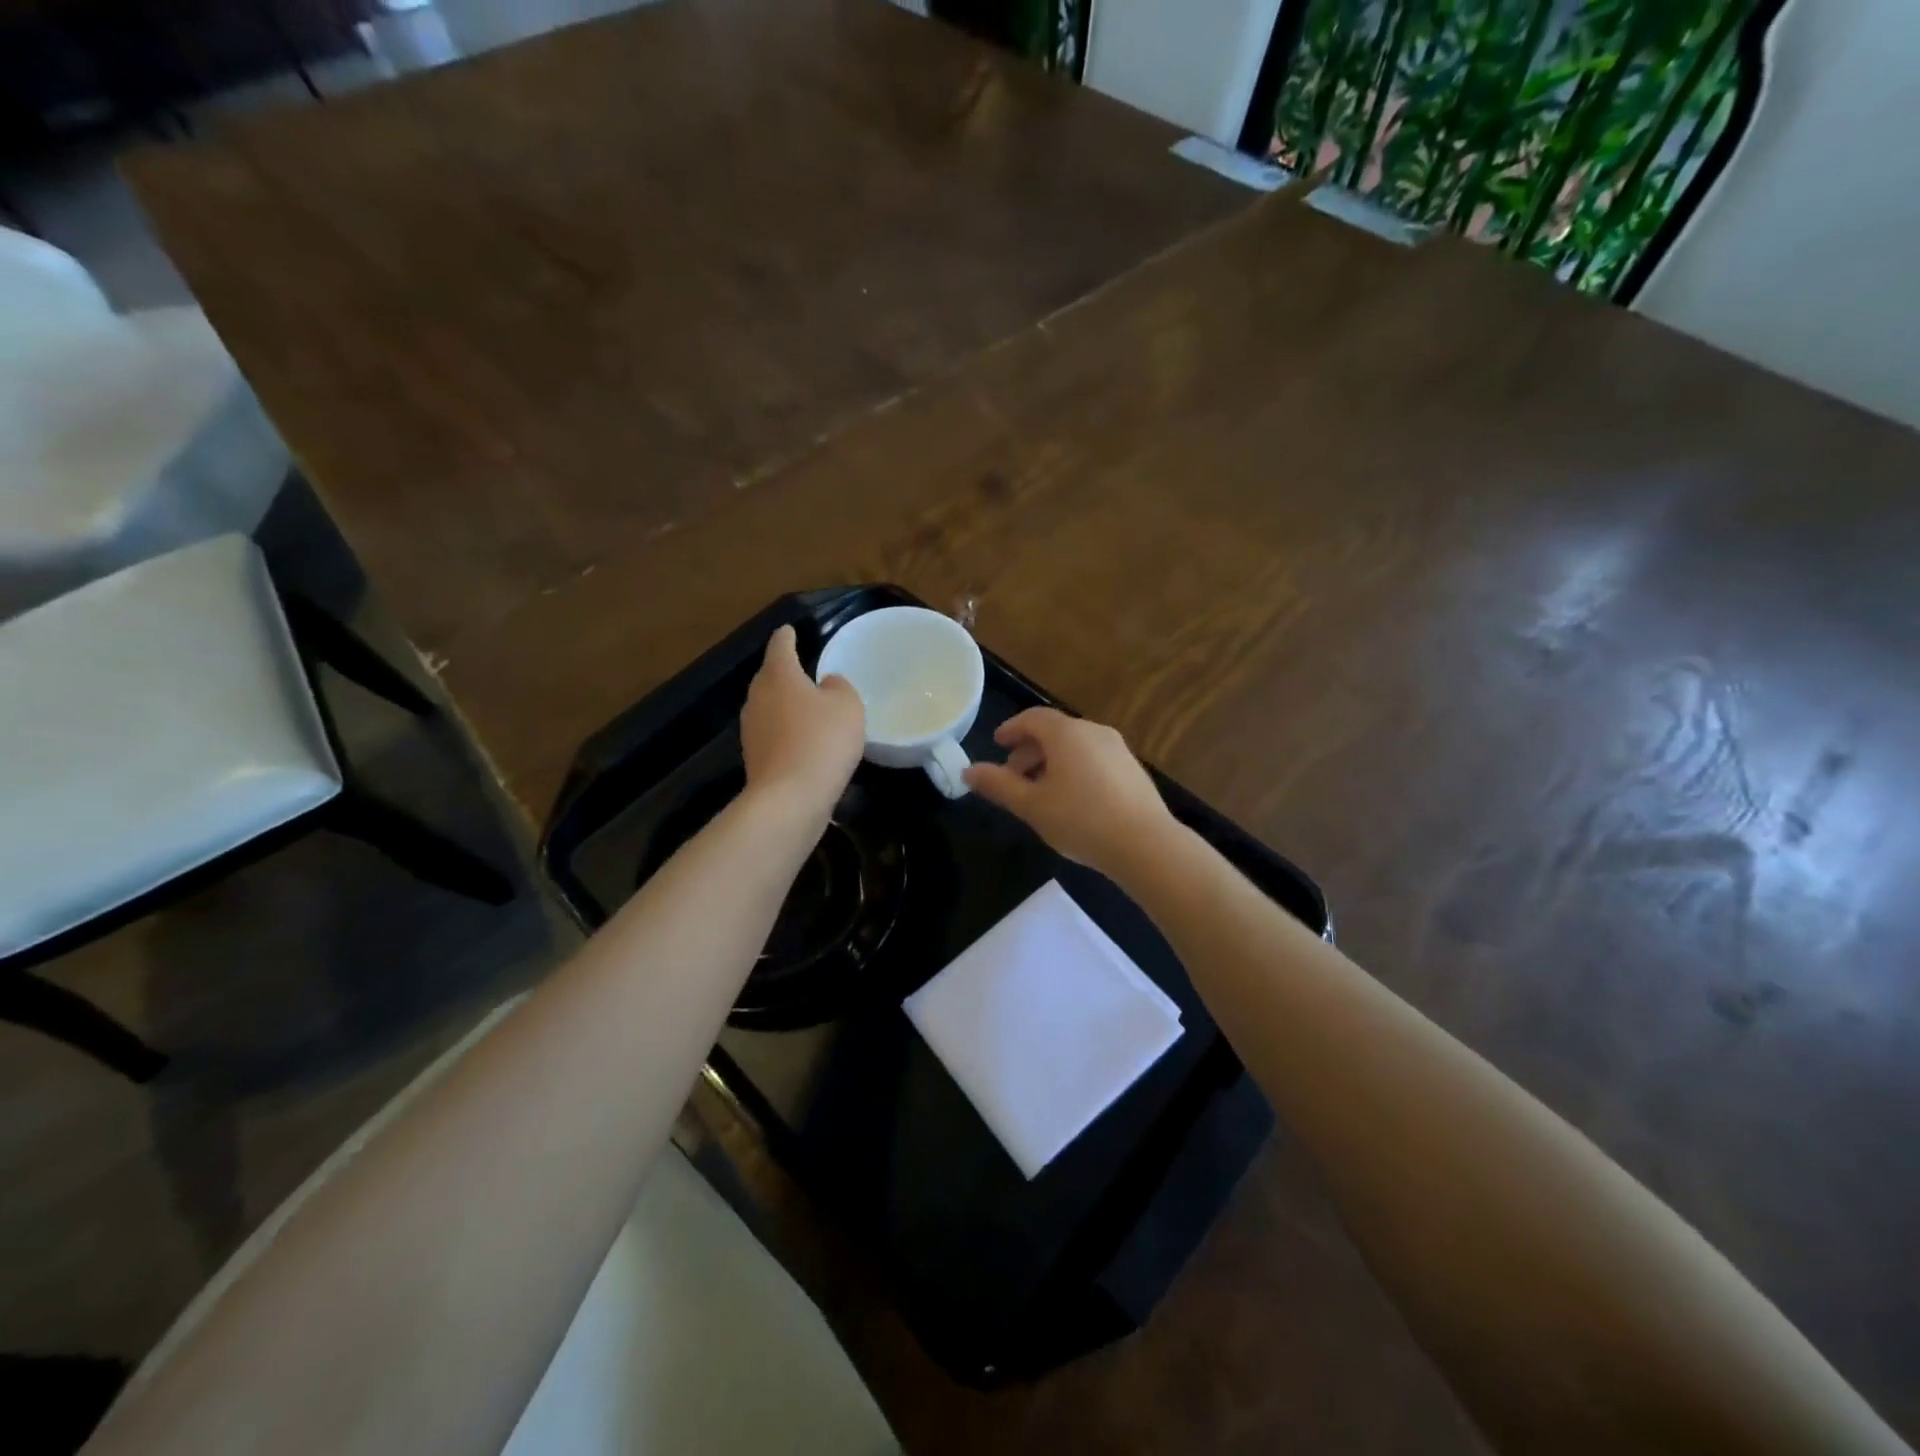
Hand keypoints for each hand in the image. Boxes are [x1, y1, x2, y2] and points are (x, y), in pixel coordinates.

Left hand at [741, 626, 863, 816]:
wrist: (790, 798)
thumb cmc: (822, 741)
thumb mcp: (848, 706)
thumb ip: (839, 687)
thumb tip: (826, 685)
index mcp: (779, 674)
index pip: (780, 645)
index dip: (788, 636)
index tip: (791, 630)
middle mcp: (757, 696)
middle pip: (770, 676)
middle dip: (785, 672)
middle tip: (806, 671)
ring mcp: (751, 728)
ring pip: (769, 706)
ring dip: (785, 705)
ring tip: (808, 708)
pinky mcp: (754, 757)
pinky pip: (772, 734)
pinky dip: (786, 732)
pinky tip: (804, 742)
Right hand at [963, 708, 1178, 878]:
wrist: (1145, 844)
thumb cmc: (1080, 820)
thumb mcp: (1031, 805)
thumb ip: (998, 785)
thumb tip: (968, 771)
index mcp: (1066, 734)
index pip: (1032, 718)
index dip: (1012, 728)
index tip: (998, 743)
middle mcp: (1093, 732)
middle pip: (1055, 731)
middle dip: (1030, 749)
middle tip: (1013, 774)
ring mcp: (1118, 749)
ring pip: (1076, 746)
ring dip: (1052, 761)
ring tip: (1040, 791)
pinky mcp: (1133, 769)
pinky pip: (1094, 758)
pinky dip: (1075, 768)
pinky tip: (1072, 799)